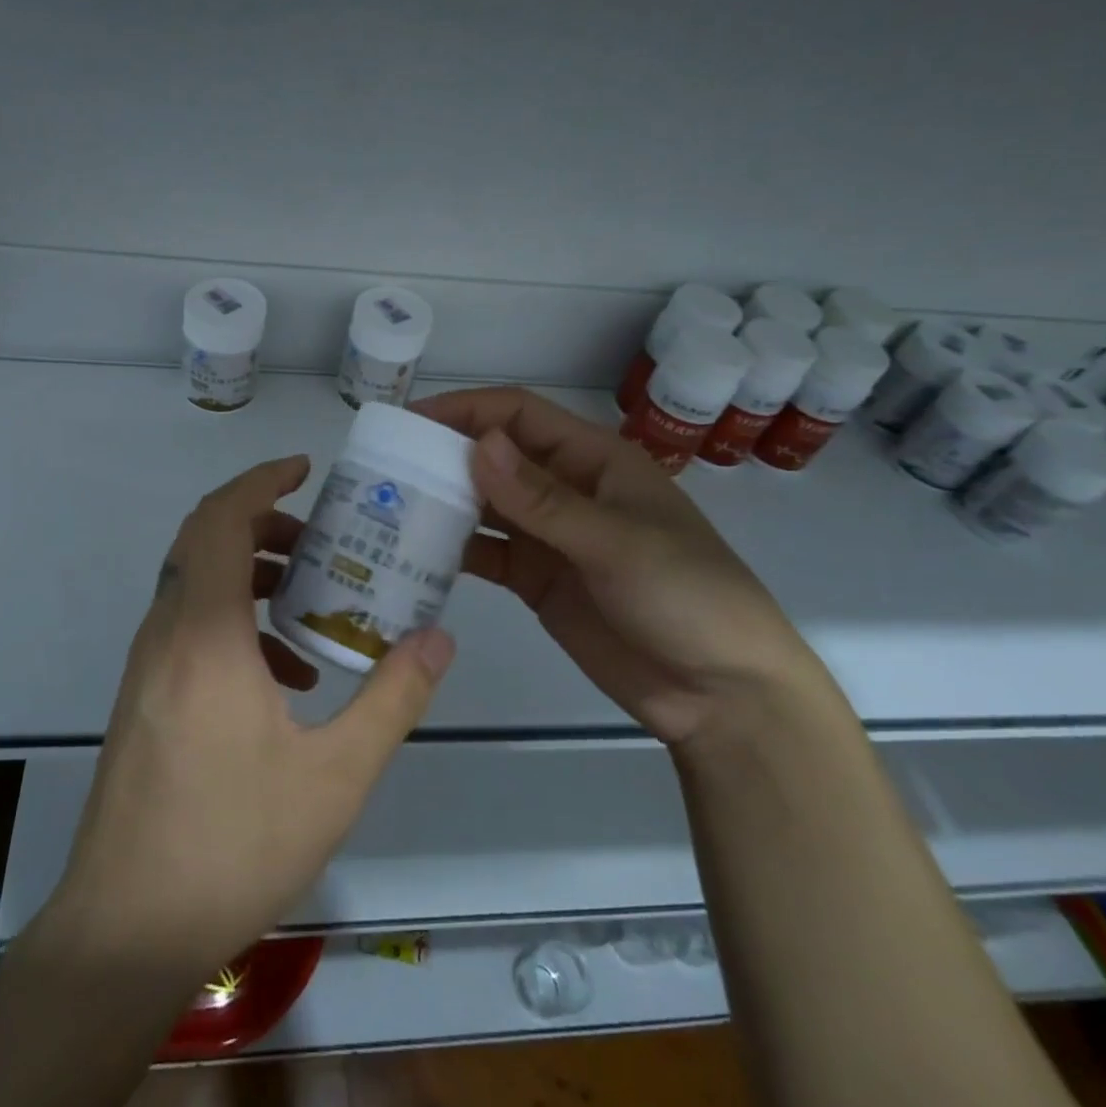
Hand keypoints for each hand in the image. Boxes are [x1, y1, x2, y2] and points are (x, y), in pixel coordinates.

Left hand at [47, 455, 456, 974]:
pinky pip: (190, 628)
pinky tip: (284, 678)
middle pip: (205, 541)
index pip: (220, 520)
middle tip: (320, 539)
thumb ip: (392, 698)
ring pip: (196, 583)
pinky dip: (235, 622)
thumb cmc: (232, 845)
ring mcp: (147, 666)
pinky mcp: (143, 697)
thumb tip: (437, 637)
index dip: (259, 481)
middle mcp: (166, 634)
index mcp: (205, 634)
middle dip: (264, 524)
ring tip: (312, 603)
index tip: (304, 470)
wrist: (125, 931)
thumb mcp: (335, 776)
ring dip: (251, 574)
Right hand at [415, 388, 824, 745]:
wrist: (722, 695)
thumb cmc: (686, 597)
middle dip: (443, 456)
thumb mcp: (617, 542)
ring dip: (442, 503)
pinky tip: (414, 555)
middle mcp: (565, 489)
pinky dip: (453, 551)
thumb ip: (543, 500)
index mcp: (592, 460)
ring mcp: (549, 537)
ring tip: (387, 508)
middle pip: (494, 457)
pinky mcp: (537, 580)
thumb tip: (479, 445)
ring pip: (484, 505)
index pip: (517, 416)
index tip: (408, 421)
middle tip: (383, 468)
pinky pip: (487, 554)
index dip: (464, 411)